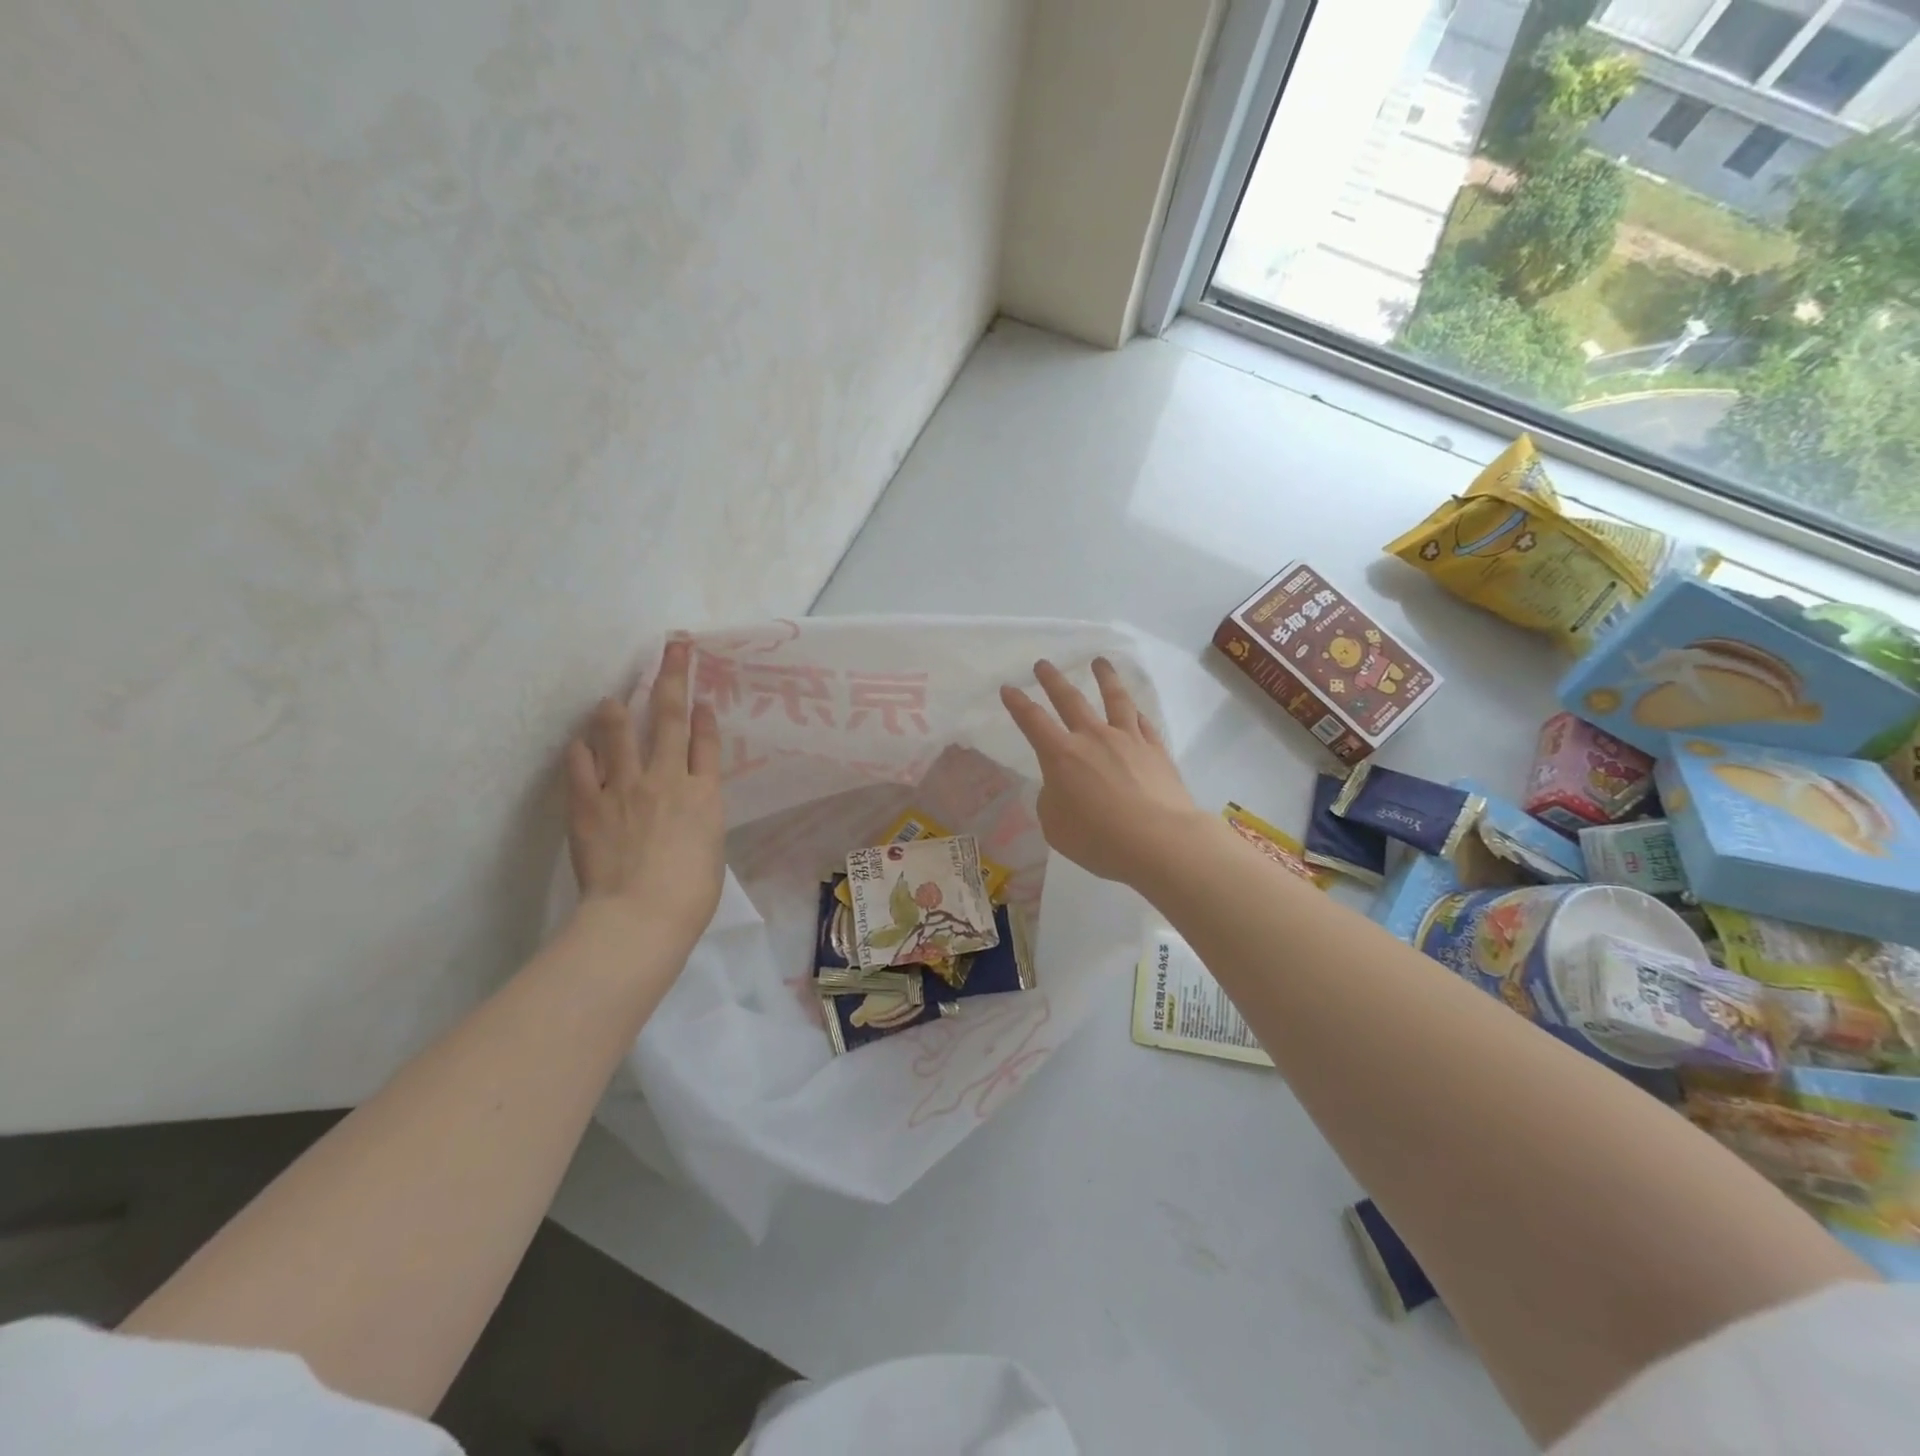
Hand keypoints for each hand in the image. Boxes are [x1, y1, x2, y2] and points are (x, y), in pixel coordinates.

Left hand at [566, 639, 724, 953]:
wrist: (641, 915)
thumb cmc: (690, 894)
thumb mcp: (711, 851)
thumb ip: (700, 820)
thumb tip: (688, 807)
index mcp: (703, 793)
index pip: (705, 742)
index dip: (705, 716)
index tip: (702, 697)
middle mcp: (666, 778)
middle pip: (671, 718)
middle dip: (673, 677)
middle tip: (674, 647)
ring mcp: (625, 787)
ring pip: (621, 732)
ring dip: (618, 708)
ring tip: (613, 695)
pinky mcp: (588, 804)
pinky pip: (582, 766)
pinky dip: (581, 751)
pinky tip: (580, 742)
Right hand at [1001, 658, 1203, 887]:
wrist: (1160, 841)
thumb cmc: (1099, 839)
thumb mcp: (1056, 826)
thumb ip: (1052, 800)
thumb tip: (1062, 787)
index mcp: (1061, 756)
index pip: (1032, 721)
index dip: (1017, 704)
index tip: (1008, 688)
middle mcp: (1093, 738)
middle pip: (1069, 699)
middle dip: (1052, 680)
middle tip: (1043, 664)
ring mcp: (1128, 740)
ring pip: (1114, 699)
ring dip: (1104, 677)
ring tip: (1099, 662)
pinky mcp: (1156, 750)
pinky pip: (1143, 723)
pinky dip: (1135, 712)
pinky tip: (1134, 708)